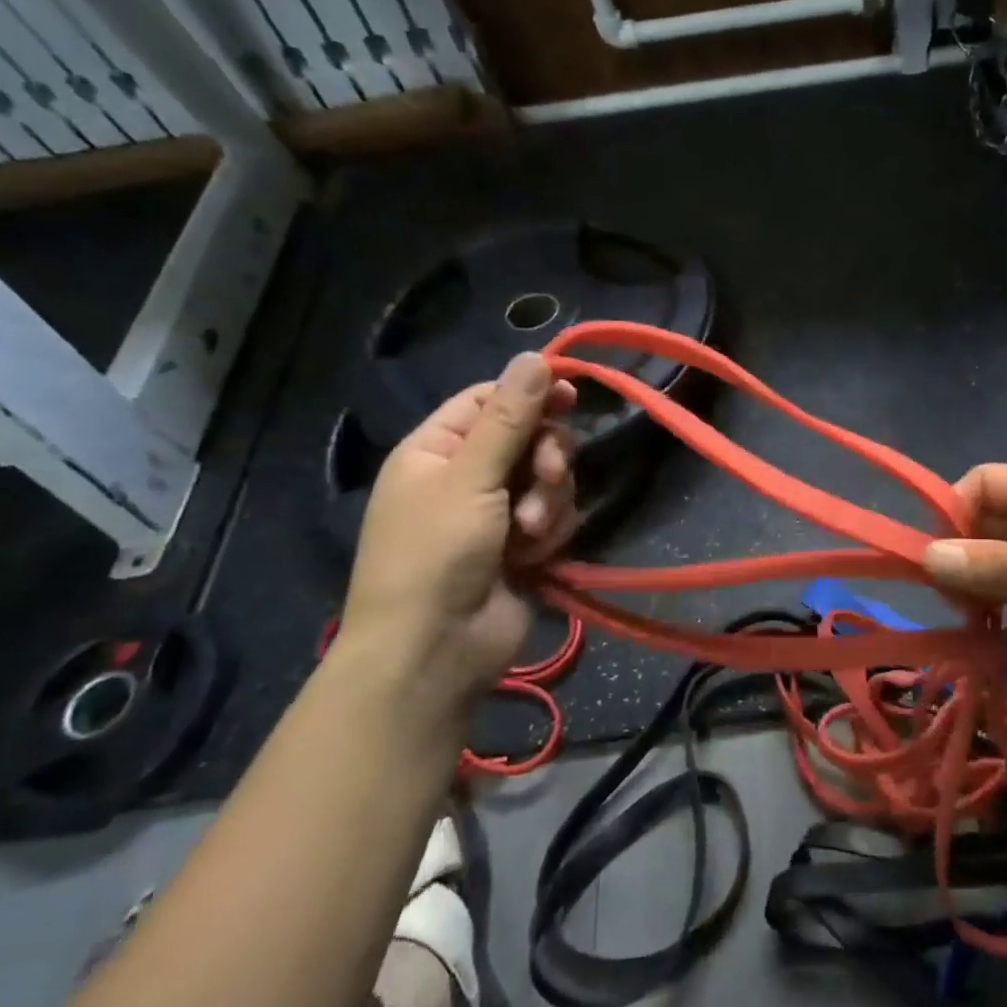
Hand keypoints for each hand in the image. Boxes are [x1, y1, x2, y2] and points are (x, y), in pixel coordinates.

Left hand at [335, 352, 577, 704]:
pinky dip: (550, 533)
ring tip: (529, 535)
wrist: (435, 650)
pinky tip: (534, 556)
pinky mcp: (523, 546)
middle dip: (544, 459)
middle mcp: (466, 476)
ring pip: (549, 480)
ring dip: (548, 502)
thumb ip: (508, 418)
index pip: (489, 401)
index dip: (530, 395)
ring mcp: (496, 513)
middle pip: (529, 439)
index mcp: (437, 450)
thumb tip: (534, 356)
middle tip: (545, 477)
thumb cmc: (435, 555)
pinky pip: (554, 517)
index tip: (571, 396)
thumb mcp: (469, 478)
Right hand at [923, 464, 1006, 697]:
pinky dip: (1001, 604)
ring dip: (979, 583)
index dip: (954, 509)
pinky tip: (993, 631)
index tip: (939, 556)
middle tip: (949, 599)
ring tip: (967, 620)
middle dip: (961, 552)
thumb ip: (1003, 568)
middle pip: (988, 522)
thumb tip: (926, 557)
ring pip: (1002, 559)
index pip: (984, 482)